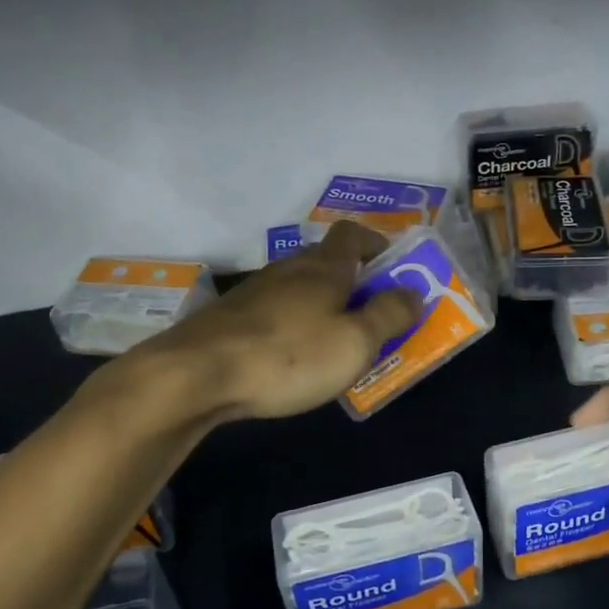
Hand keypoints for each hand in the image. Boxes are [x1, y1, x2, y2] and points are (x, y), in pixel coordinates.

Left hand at [139, 221, 421, 420]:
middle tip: (373, 312)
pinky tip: (293, 357)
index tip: (395, 267)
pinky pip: (275, 313)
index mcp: (323, 268)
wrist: (195, 375)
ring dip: (322, 305)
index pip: (353, 234)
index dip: (377, 243)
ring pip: (299, 289)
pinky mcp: (231, 319)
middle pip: (326, 261)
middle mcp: (288, 270)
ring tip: (337, 341)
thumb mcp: (355, 342)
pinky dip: (294, 325)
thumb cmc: (288, 355)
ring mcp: (254, 293)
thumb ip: (389, 315)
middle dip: (353, 281)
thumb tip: (413, 291)